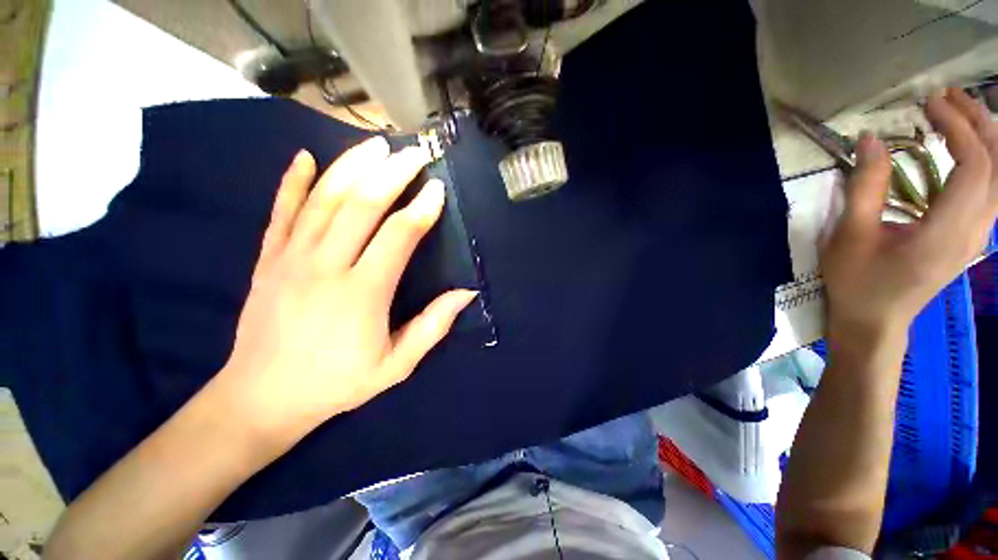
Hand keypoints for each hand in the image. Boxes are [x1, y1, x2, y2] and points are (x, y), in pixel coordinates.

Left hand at [215, 137, 476, 444]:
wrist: (263, 397)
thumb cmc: (337, 383)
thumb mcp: (396, 365)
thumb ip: (433, 327)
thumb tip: (466, 293)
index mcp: (362, 294)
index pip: (398, 236)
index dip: (421, 208)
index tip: (437, 188)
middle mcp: (326, 267)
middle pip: (362, 205)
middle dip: (392, 174)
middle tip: (414, 154)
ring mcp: (290, 258)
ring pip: (323, 199)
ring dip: (352, 167)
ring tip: (375, 145)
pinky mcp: (267, 259)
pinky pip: (280, 212)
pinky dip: (292, 181)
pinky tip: (304, 158)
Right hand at [821, 88, 997, 343]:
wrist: (875, 321)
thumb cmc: (857, 281)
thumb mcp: (850, 235)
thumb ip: (865, 187)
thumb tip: (870, 140)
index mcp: (945, 233)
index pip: (974, 166)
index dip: (958, 128)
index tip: (929, 104)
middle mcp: (974, 232)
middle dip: (979, 123)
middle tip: (949, 97)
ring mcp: (977, 236)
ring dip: (987, 139)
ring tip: (959, 115)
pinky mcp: (971, 238)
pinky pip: (992, 192)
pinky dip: (986, 161)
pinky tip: (966, 150)